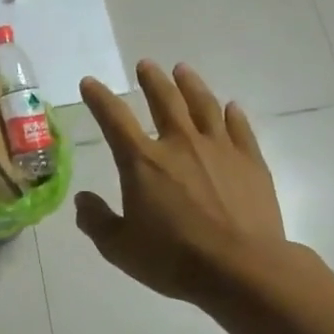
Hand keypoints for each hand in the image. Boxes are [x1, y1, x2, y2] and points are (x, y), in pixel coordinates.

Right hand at [76, 61, 290, 304]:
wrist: (241, 269)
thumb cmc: (174, 259)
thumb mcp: (120, 248)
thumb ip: (96, 221)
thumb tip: (82, 200)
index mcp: (142, 162)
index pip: (114, 119)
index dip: (99, 98)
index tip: (90, 83)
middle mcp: (180, 144)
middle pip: (164, 100)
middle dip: (152, 80)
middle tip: (146, 65)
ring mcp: (219, 149)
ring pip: (203, 105)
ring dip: (191, 85)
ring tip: (183, 70)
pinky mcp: (250, 161)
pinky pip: (239, 128)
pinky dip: (232, 114)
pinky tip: (230, 107)